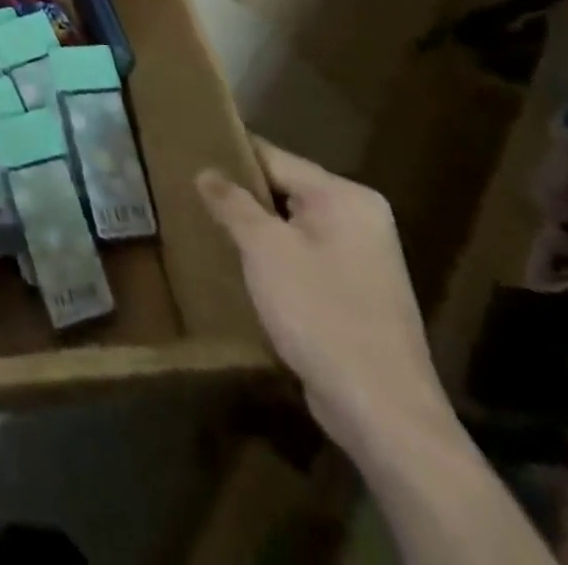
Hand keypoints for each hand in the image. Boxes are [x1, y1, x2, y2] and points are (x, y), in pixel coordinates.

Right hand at [197, 140, 455, 460]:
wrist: (383, 412)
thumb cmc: (321, 313)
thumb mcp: (264, 249)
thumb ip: (232, 202)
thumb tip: (206, 171)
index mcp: (345, 197)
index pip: (273, 157)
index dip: (228, 155)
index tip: (185, 154)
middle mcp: (360, 219)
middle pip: (283, 189)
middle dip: (239, 195)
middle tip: (187, 192)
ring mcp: (362, 259)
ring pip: (290, 225)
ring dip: (253, 229)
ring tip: (204, 224)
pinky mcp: (355, 294)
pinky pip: (302, 256)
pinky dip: (272, 257)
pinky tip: (238, 266)